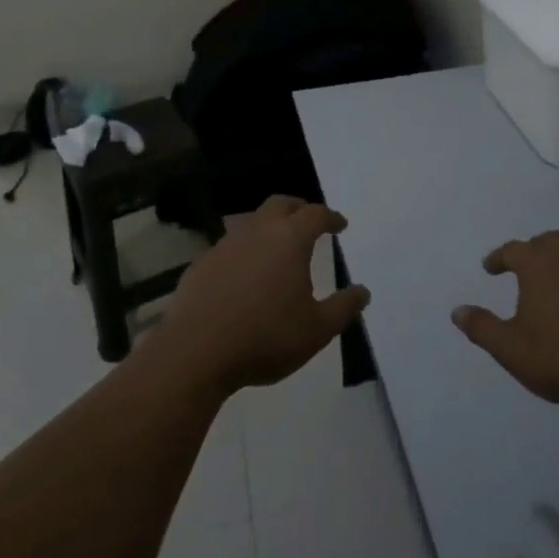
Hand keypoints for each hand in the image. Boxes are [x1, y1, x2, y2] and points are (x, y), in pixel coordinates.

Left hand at [153, 197, 369, 397]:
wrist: (196, 352)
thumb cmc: (265, 337)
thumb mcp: (317, 330)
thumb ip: (343, 308)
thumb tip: (362, 291)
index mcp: (289, 239)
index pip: (315, 214)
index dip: (330, 217)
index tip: (339, 224)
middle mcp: (256, 231)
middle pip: (280, 205)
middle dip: (298, 209)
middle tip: (309, 222)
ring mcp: (224, 245)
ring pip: (251, 221)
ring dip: (268, 227)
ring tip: (277, 247)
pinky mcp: (201, 264)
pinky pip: (229, 246)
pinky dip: (243, 251)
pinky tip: (244, 274)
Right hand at [452, 231, 558, 414]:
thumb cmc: (558, 356)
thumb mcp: (509, 347)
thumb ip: (482, 327)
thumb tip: (456, 311)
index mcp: (540, 267)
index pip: (514, 249)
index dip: (499, 257)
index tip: (489, 268)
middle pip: (550, 241)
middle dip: (534, 249)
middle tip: (523, 266)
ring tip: (549, 285)